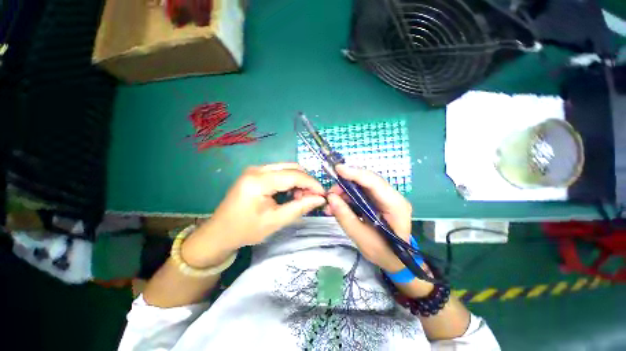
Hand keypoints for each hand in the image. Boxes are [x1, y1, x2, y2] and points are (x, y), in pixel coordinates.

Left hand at [182, 163, 325, 267]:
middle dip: (306, 181)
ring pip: (287, 168)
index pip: (293, 175)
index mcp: (259, 181)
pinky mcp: (256, 173)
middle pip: (291, 168)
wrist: (219, 233)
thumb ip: (300, 207)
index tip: (323, 194)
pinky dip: (290, 181)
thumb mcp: (275, 221)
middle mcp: (257, 169)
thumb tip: (320, 199)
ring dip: (298, 181)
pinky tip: (291, 194)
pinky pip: (280, 172)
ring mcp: (255, 169)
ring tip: (301, 197)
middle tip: (312, 197)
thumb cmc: (246, 230)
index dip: (311, 183)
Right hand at [326, 165, 411, 272]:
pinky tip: (338, 205)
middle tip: (330, 194)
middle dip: (346, 184)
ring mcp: (386, 198)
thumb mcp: (362, 238)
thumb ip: (345, 218)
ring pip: (362, 186)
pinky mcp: (378, 201)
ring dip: (345, 191)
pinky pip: (361, 193)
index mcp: (396, 206)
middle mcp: (393, 197)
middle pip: (367, 181)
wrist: (395, 261)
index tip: (338, 170)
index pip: (375, 183)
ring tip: (331, 203)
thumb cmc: (383, 253)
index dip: (355, 174)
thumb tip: (331, 198)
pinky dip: (348, 197)